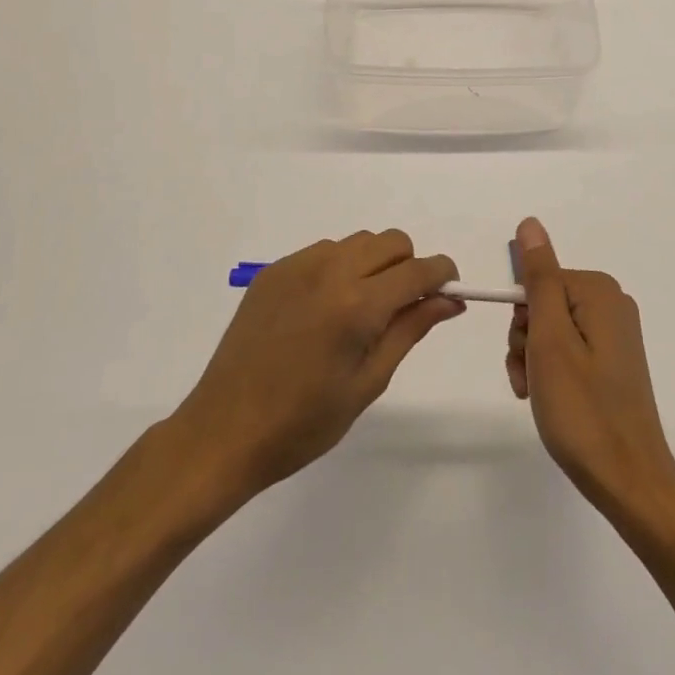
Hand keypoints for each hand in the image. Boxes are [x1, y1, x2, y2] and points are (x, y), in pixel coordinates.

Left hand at [171, 231, 462, 501]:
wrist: (223, 432)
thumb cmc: (303, 423)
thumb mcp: (368, 382)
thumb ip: (410, 330)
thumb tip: (450, 300)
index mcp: (357, 305)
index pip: (418, 269)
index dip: (442, 274)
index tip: (449, 291)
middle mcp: (330, 271)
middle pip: (391, 242)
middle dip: (408, 266)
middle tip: (401, 308)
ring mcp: (298, 266)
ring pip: (358, 242)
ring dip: (374, 264)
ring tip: (360, 310)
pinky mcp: (274, 270)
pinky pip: (324, 251)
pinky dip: (339, 267)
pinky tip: (325, 308)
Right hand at [506, 217, 674, 521]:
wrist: (629, 481)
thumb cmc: (583, 409)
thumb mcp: (550, 339)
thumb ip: (539, 278)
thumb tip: (530, 224)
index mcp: (599, 291)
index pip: (537, 282)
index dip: (522, 319)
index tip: (527, 355)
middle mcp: (612, 304)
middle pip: (544, 304)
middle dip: (527, 341)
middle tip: (531, 379)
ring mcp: (615, 334)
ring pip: (551, 330)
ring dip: (534, 361)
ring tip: (539, 396)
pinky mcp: (614, 361)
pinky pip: (569, 350)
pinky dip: (552, 372)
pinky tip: (551, 401)